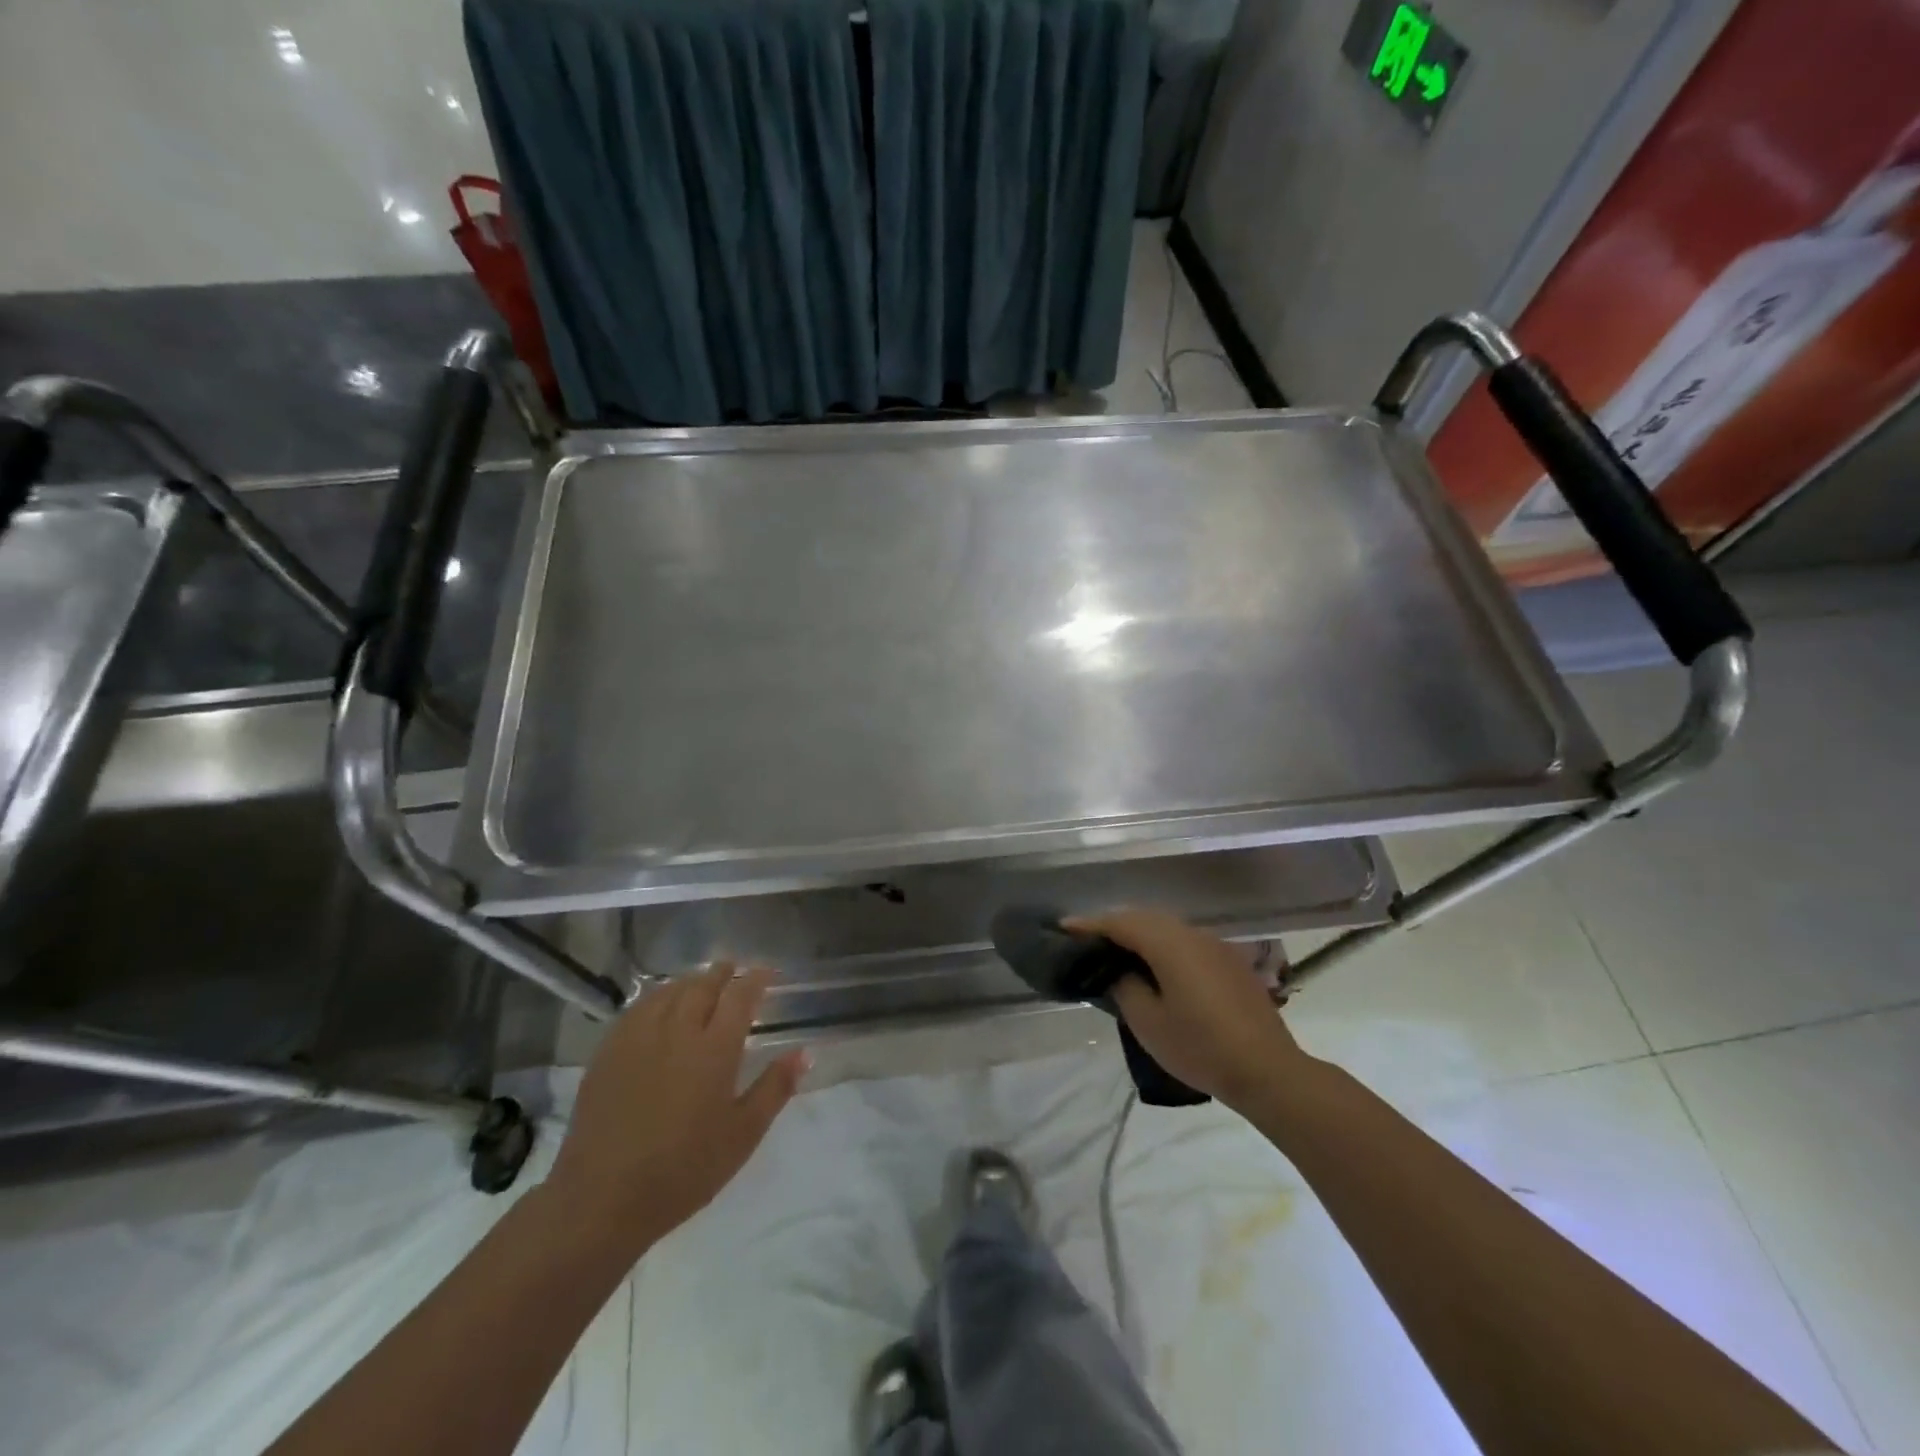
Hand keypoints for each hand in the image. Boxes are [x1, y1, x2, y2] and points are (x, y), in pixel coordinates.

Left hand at [544, 964, 806, 1255]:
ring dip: (690, 981)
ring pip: (668, 992)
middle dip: (722, 973)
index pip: (740, 996)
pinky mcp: (608, 1052)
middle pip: (702, 986)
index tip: (768, 972)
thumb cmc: (684, 1170)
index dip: (756, 979)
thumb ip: (775, 1088)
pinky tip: (658, 1006)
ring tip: (700, 981)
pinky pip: (638, 1009)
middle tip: (733, 969)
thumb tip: (804, 1053)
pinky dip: (657, 998)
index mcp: (715, 1048)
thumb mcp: (742, 1135)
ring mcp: (638, 1038)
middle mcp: (678, 1031)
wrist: (603, 1198)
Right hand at [1063, 910, 1307, 1112]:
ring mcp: (1214, 945)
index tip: (1063, 927)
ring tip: (1116, 951)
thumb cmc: (1201, 1047)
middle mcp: (1191, 934)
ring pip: (1166, 926)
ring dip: (1139, 932)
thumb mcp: (1149, 1022)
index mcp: (1168, 943)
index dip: (1090, 924)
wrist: (1268, 1070)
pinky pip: (1184, 940)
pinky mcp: (1228, 960)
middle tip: (1087, 940)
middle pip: (1144, 917)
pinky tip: (1155, 966)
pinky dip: (1162, 944)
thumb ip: (1125, 986)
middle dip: (1113, 924)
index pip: (1120, 922)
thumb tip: (1119, 969)